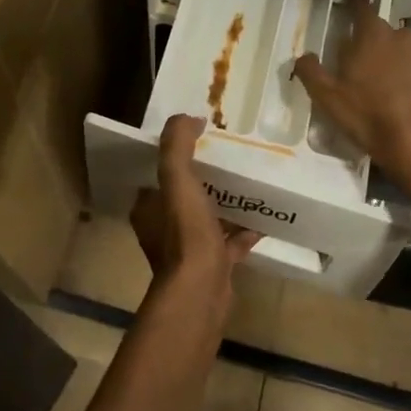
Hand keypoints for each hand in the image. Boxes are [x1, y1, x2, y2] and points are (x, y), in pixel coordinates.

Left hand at [131, 115, 259, 294]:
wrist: (202, 291)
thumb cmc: (185, 232)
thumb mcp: (176, 178)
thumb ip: (176, 145)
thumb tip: (188, 118)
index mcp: (148, 208)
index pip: (156, 175)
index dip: (173, 156)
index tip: (197, 140)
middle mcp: (163, 229)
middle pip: (183, 195)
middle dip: (203, 178)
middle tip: (227, 158)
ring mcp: (189, 250)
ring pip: (207, 218)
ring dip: (224, 203)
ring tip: (247, 184)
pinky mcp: (213, 267)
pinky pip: (229, 243)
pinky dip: (243, 232)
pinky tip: (262, 220)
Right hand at [293, 0, 410, 189]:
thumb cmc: (369, 118)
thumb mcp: (327, 99)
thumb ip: (311, 72)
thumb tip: (304, 56)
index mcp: (372, 37)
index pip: (362, 7)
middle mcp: (404, 36)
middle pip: (387, 34)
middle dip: (380, 48)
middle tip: (372, 75)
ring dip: (405, 62)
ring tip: (400, 91)